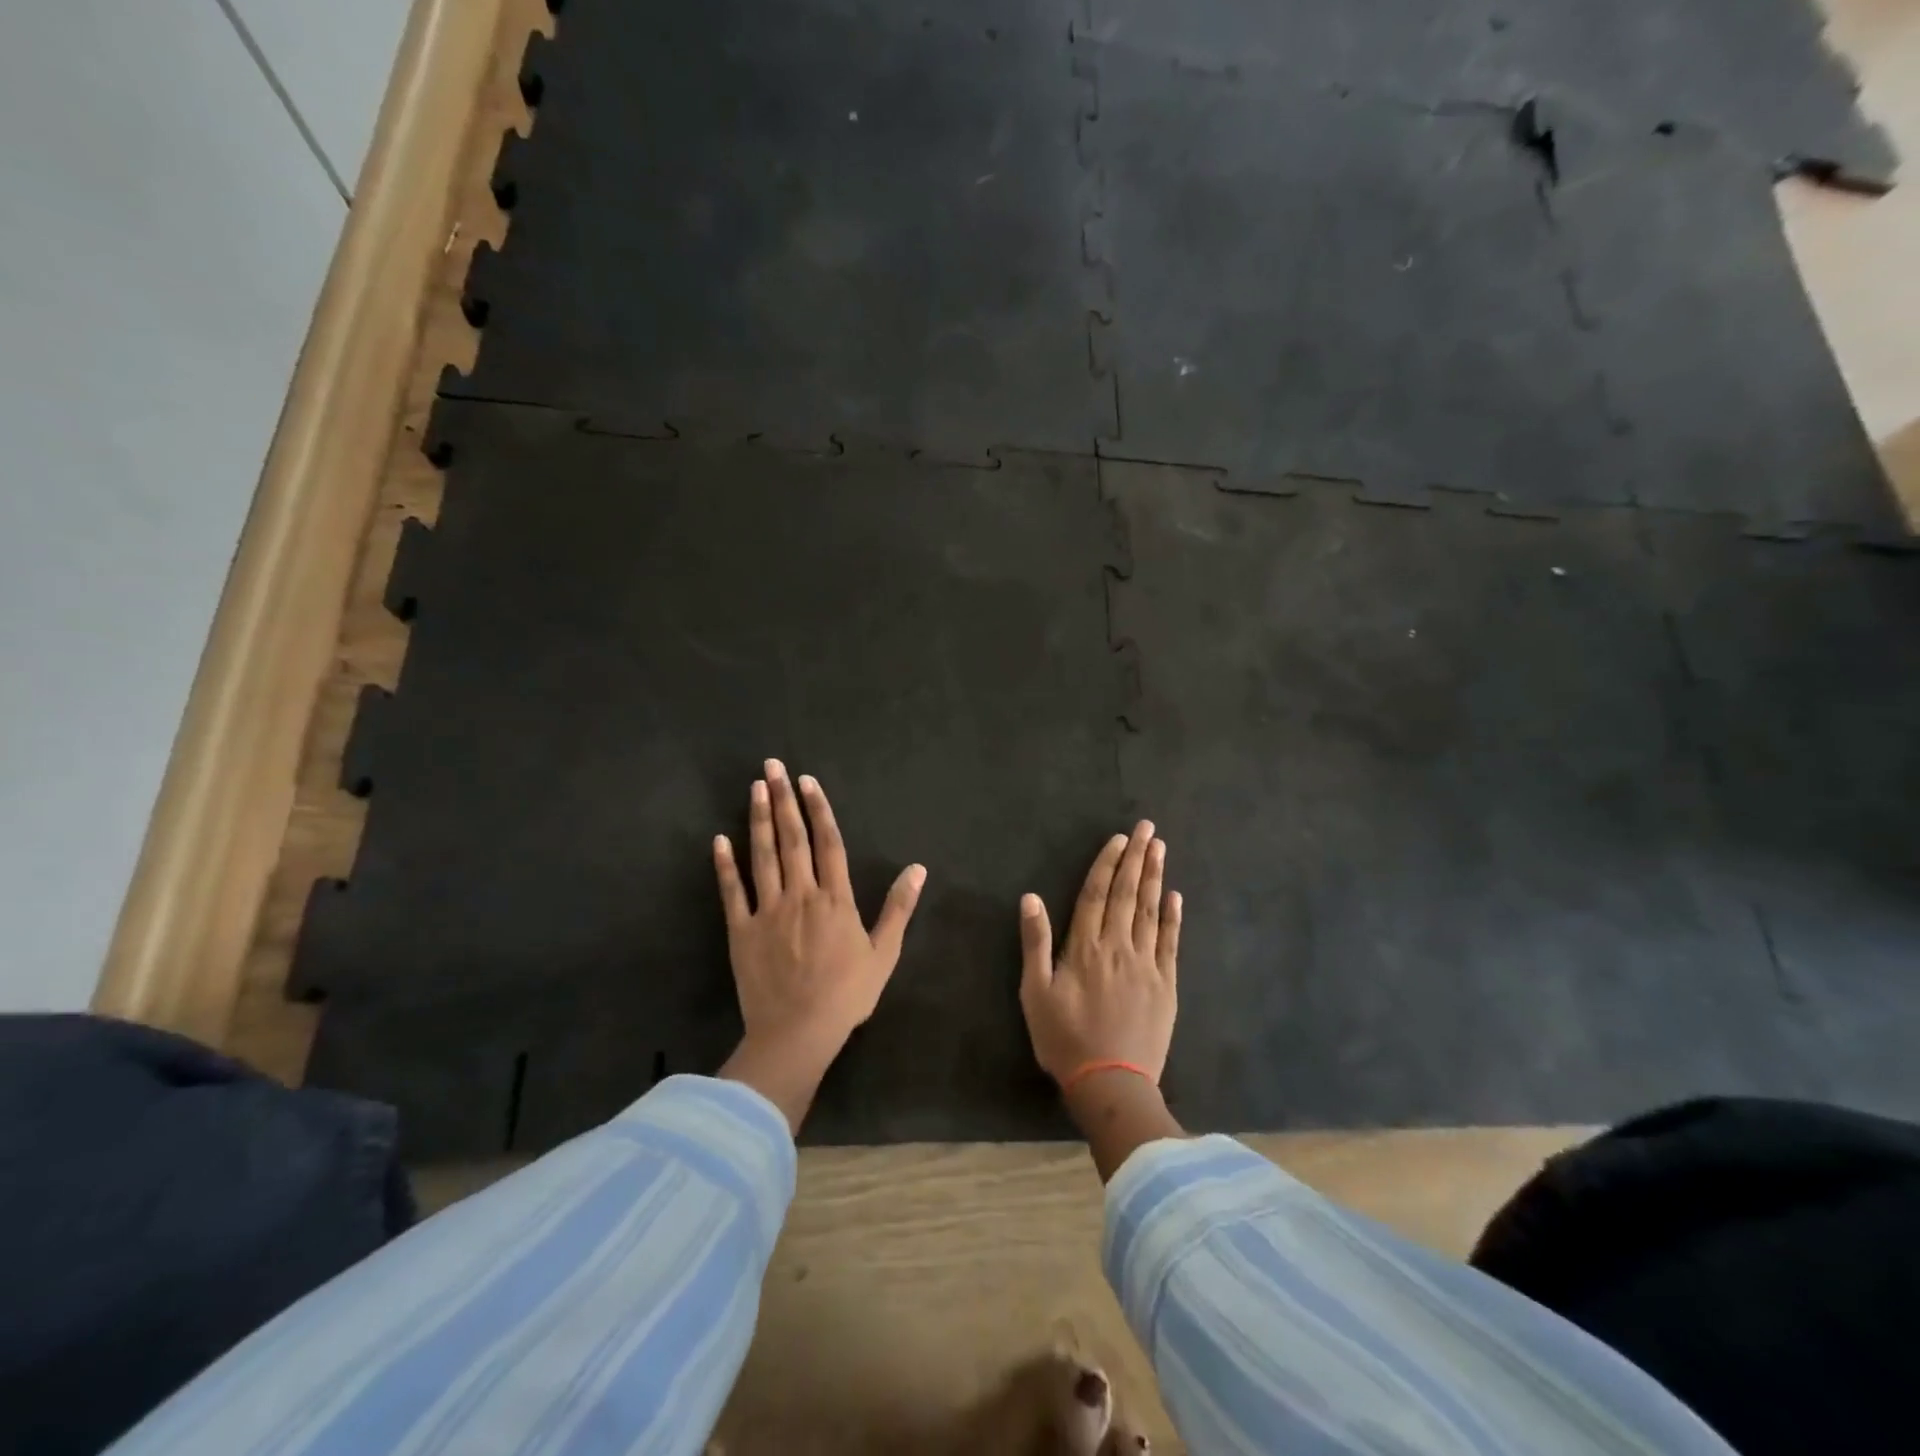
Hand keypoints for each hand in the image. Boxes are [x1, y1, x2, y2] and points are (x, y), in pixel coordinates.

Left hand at [714, 760, 925, 1131]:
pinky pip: (732, 891)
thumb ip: (899, 908)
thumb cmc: (847, 995)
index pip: (828, 842)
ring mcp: (768, 910)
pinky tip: (720, 840)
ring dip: (758, 819)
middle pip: (792, 838)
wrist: (798, 1033)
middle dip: (783, 799)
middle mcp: (800, 894)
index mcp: (835, 899)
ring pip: (762, 855)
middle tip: (773, 767)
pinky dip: (726, 865)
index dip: (818, 809)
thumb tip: (918, 868)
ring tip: (755, 788)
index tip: (808, 781)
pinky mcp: (741, 930)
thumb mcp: (884, 953)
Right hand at [1019, 821, 1180, 1085]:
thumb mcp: (1036, 993)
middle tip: (1147, 828)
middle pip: (1126, 894)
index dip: (1107, 864)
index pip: (1096, 894)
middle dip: (1136, 858)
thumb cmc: (1064, 1038)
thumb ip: (1035, 943)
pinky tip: (1174, 896)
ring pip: (1150, 911)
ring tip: (1160, 848)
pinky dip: (1172, 917)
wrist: (1111, 1083)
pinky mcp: (1166, 984)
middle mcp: (1118, 947)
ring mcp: (1146, 964)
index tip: (1118, 839)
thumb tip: (1030, 897)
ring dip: (1155, 877)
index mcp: (1085, 947)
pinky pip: (1170, 942)